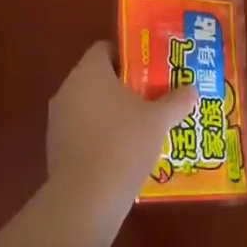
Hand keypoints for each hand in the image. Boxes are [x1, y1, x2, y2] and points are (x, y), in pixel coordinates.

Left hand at [47, 42, 198, 211]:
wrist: (87, 197)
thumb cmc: (124, 143)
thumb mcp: (159, 120)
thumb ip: (176, 101)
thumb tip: (191, 90)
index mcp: (89, 71)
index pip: (105, 48)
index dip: (128, 55)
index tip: (150, 68)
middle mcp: (68, 88)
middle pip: (98, 77)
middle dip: (124, 86)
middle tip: (151, 95)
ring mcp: (58, 120)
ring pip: (89, 105)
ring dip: (112, 112)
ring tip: (141, 126)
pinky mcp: (55, 148)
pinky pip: (82, 131)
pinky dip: (100, 135)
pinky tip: (123, 153)